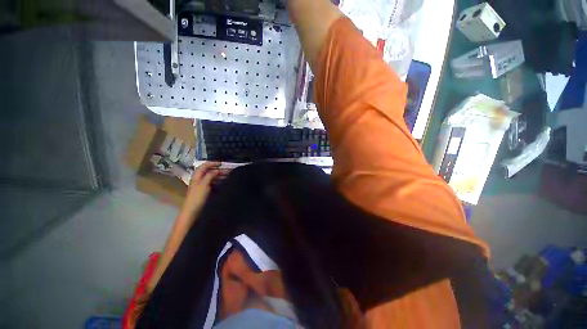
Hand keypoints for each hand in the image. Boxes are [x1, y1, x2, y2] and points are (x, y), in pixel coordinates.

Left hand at [182, 162, 225, 215]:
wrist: (192, 212)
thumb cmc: (197, 197)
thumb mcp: (204, 185)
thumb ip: (210, 175)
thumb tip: (216, 170)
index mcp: (197, 176)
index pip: (204, 166)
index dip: (213, 163)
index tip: (222, 164)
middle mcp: (199, 179)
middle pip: (209, 171)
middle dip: (219, 170)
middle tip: (229, 171)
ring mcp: (202, 185)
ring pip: (212, 177)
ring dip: (220, 175)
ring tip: (229, 176)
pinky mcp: (205, 191)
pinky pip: (213, 183)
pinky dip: (219, 181)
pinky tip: (224, 183)